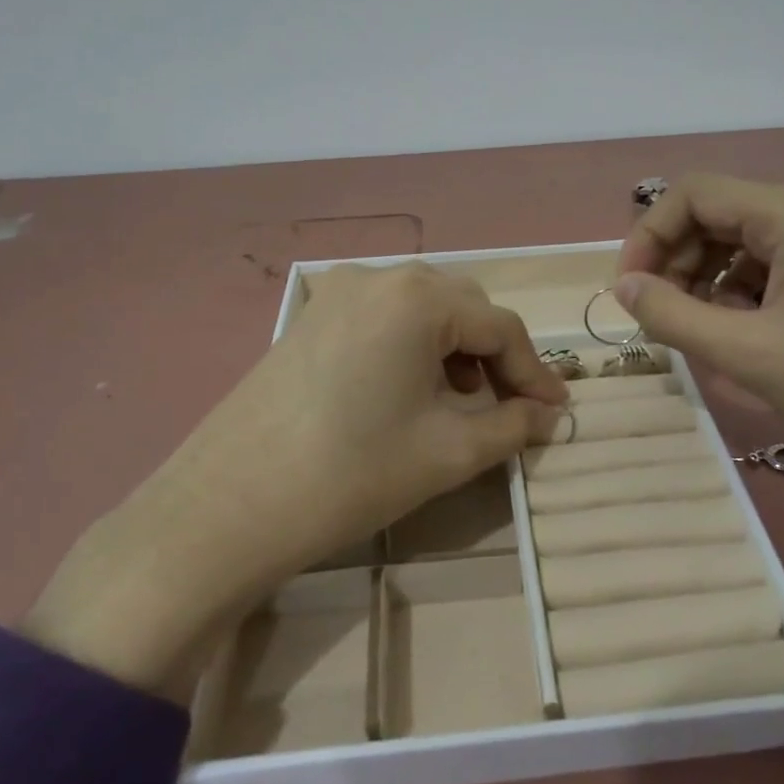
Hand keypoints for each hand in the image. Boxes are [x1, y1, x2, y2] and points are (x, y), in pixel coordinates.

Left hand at [24, 263, 566, 698]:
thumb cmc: (352, 473)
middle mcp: (378, 275)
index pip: (500, 326)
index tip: (555, 412)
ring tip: (462, 399)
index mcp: (418, 296)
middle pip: (461, 307)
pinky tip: (409, 389)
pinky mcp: (309, 317)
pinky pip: (381, 318)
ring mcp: (335, 292)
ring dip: (453, 348)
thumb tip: (547, 415)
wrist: (228, 507)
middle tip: (511, 406)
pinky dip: (411, 346)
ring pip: (421, 309)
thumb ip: (512, 425)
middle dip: (494, 355)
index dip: (534, 372)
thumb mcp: (448, 452)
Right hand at [619, 174, 783, 746]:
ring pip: (749, 236)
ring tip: (701, 328)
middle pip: (721, 212)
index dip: (649, 236)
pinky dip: (748, 286)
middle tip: (662, 316)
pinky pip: (781, 256)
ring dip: (710, 275)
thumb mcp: (749, 355)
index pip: (694, 194)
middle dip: (679, 260)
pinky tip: (745, 329)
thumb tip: (623, 288)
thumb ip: (671, 315)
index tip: (630, 291)